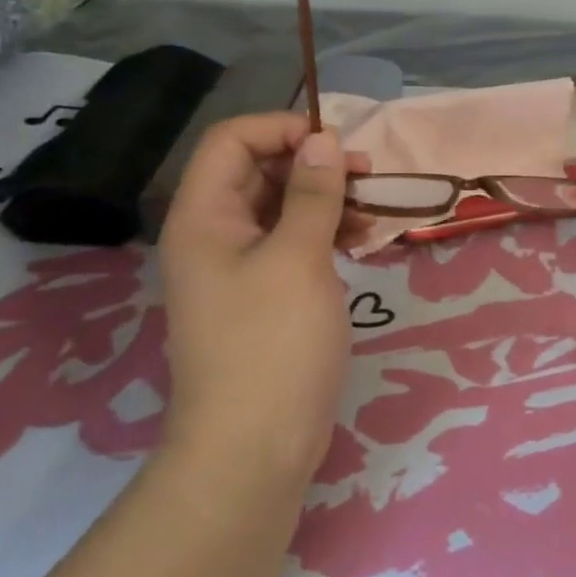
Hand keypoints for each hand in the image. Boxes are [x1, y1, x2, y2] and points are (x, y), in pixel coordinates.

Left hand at [158, 115, 359, 480]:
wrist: (253, 447)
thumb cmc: (273, 344)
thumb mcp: (299, 259)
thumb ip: (312, 194)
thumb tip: (323, 141)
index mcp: (204, 217)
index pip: (232, 141)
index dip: (282, 129)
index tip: (336, 145)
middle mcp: (214, 235)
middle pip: (259, 171)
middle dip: (313, 165)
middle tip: (365, 177)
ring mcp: (238, 268)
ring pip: (281, 208)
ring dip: (326, 200)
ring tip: (371, 213)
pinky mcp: (264, 296)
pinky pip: (292, 245)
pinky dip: (325, 234)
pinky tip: (362, 242)